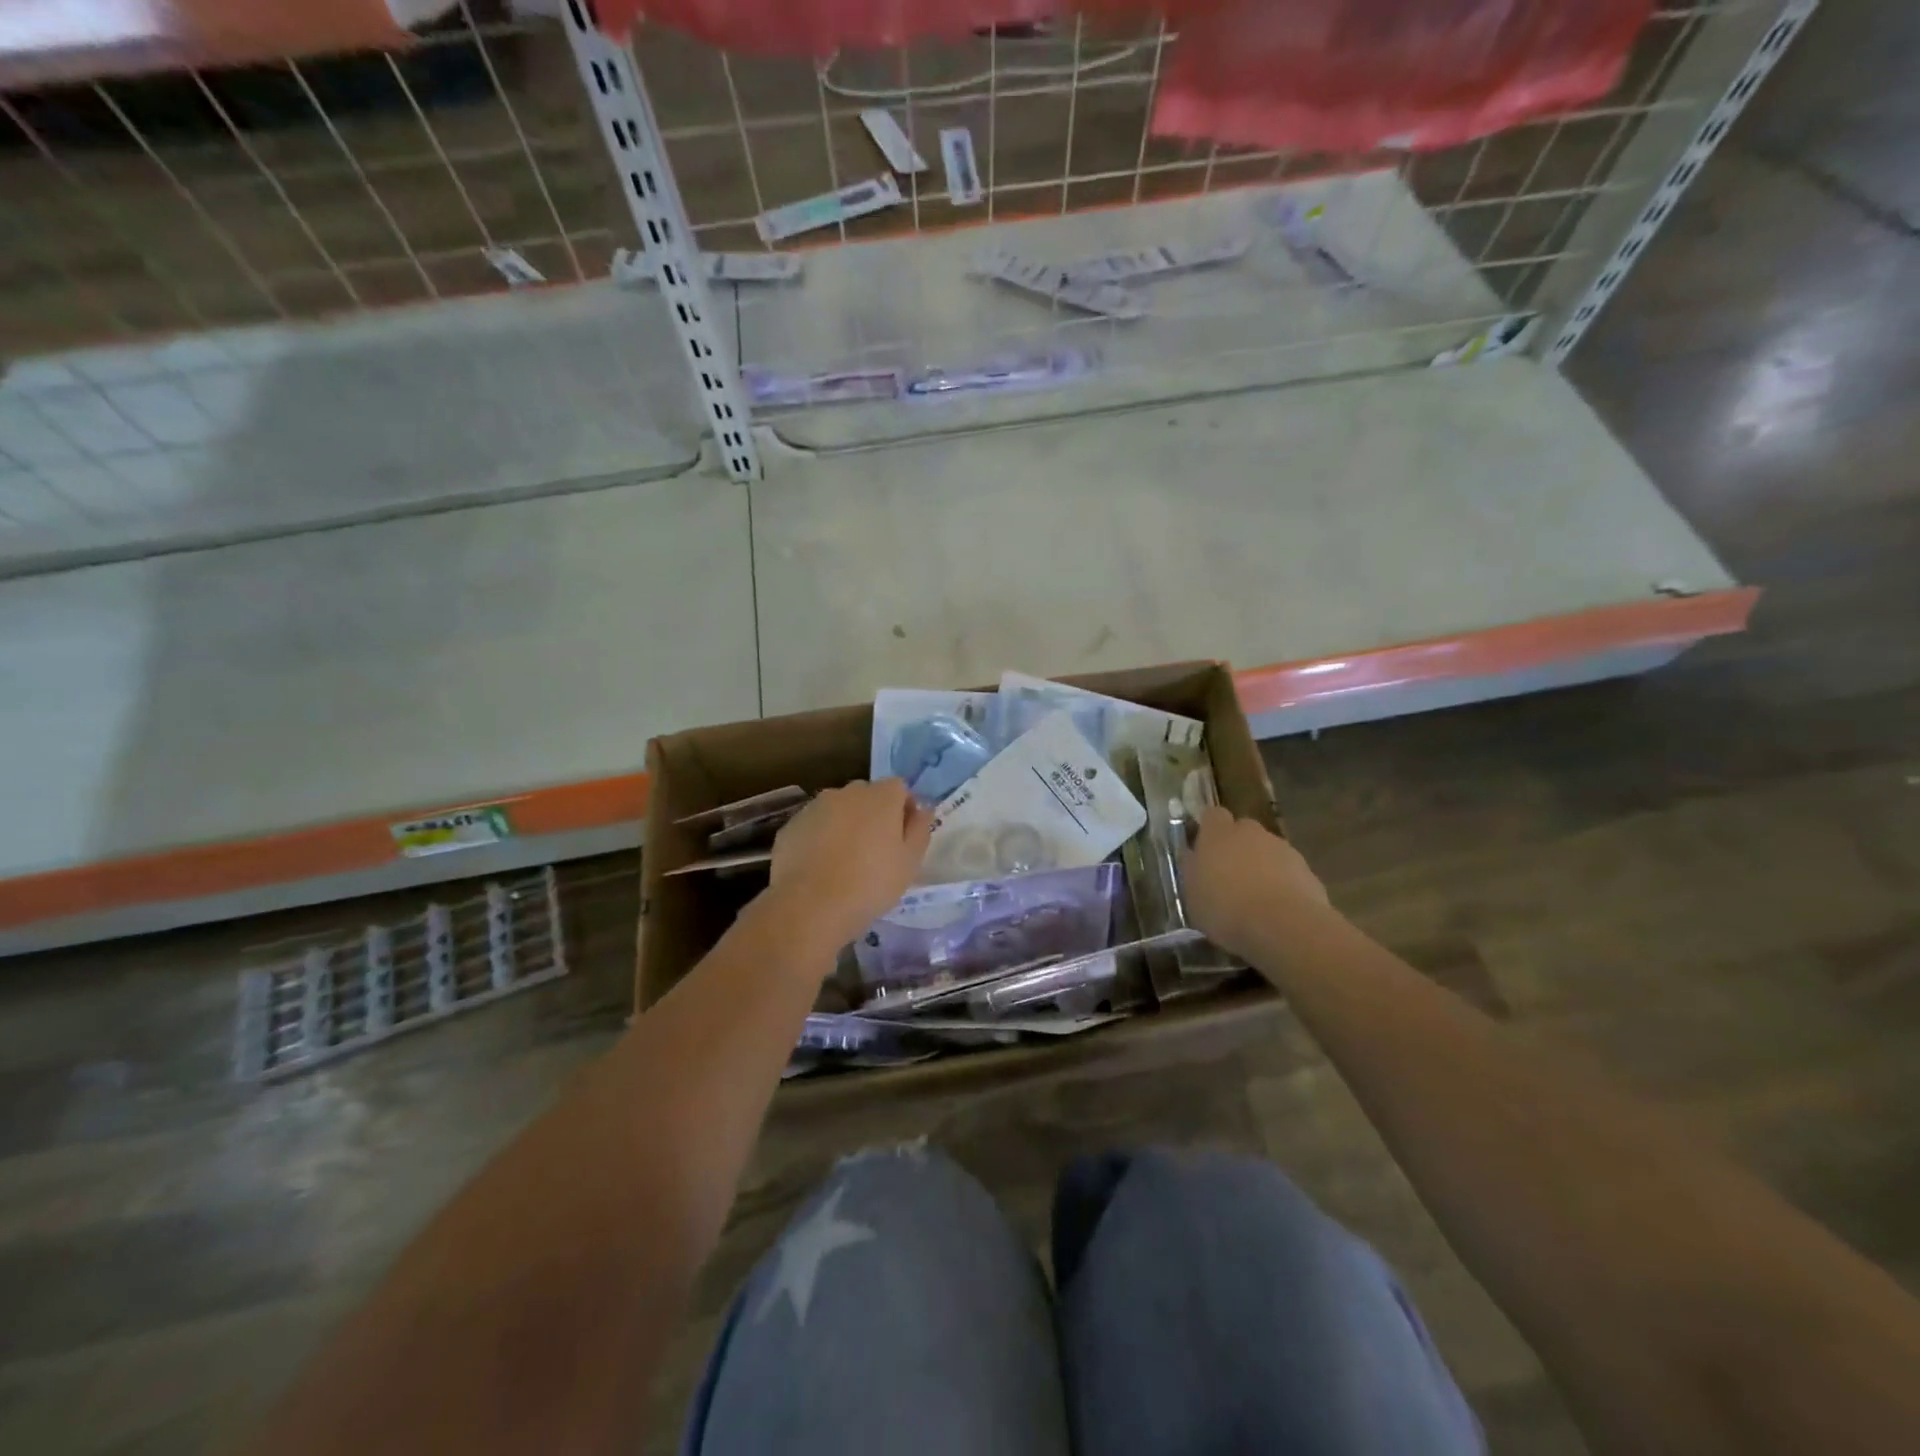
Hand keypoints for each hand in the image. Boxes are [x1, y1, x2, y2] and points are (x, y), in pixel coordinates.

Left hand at [767, 779, 934, 949]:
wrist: (810, 906)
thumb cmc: (871, 884)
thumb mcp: (910, 862)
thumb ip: (919, 829)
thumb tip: (922, 809)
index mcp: (881, 796)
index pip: (899, 788)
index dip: (903, 809)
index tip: (903, 837)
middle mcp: (848, 792)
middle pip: (867, 795)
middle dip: (873, 815)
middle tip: (875, 851)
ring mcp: (815, 806)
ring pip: (838, 809)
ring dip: (845, 825)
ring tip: (844, 861)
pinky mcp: (791, 825)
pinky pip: (814, 826)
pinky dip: (819, 838)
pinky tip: (820, 867)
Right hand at [1186, 806, 1329, 959]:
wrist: (1284, 926)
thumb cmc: (1225, 908)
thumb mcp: (1192, 894)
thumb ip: (1192, 869)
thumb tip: (1193, 856)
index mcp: (1217, 833)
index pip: (1212, 815)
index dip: (1209, 829)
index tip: (1204, 848)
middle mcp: (1251, 832)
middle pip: (1243, 831)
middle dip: (1237, 847)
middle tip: (1229, 875)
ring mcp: (1282, 848)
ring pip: (1267, 850)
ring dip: (1261, 866)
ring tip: (1255, 898)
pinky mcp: (1307, 869)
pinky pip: (1288, 871)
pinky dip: (1282, 883)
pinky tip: (1277, 909)